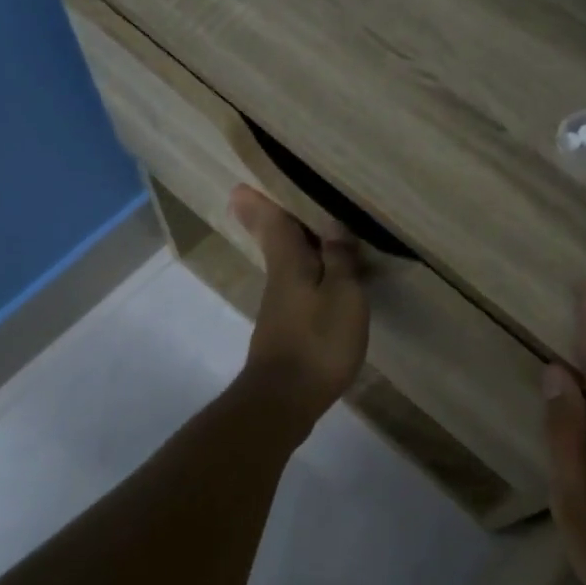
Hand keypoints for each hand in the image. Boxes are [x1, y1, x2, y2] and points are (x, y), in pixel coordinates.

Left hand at [229, 185, 369, 432]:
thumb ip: (339, 259)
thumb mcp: (343, 295)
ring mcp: (280, 308)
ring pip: (287, 265)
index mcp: (289, 263)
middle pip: (276, 241)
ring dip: (295, 246)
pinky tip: (324, 279)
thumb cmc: (318, 341)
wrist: (285, 399)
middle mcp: (279, 279)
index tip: (242, 184)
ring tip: (315, 231)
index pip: (274, 222)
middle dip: (272, 219)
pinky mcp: (286, 331)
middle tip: (267, 198)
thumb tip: (332, 224)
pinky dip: (308, 274)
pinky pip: (298, 288)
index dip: (262, 201)